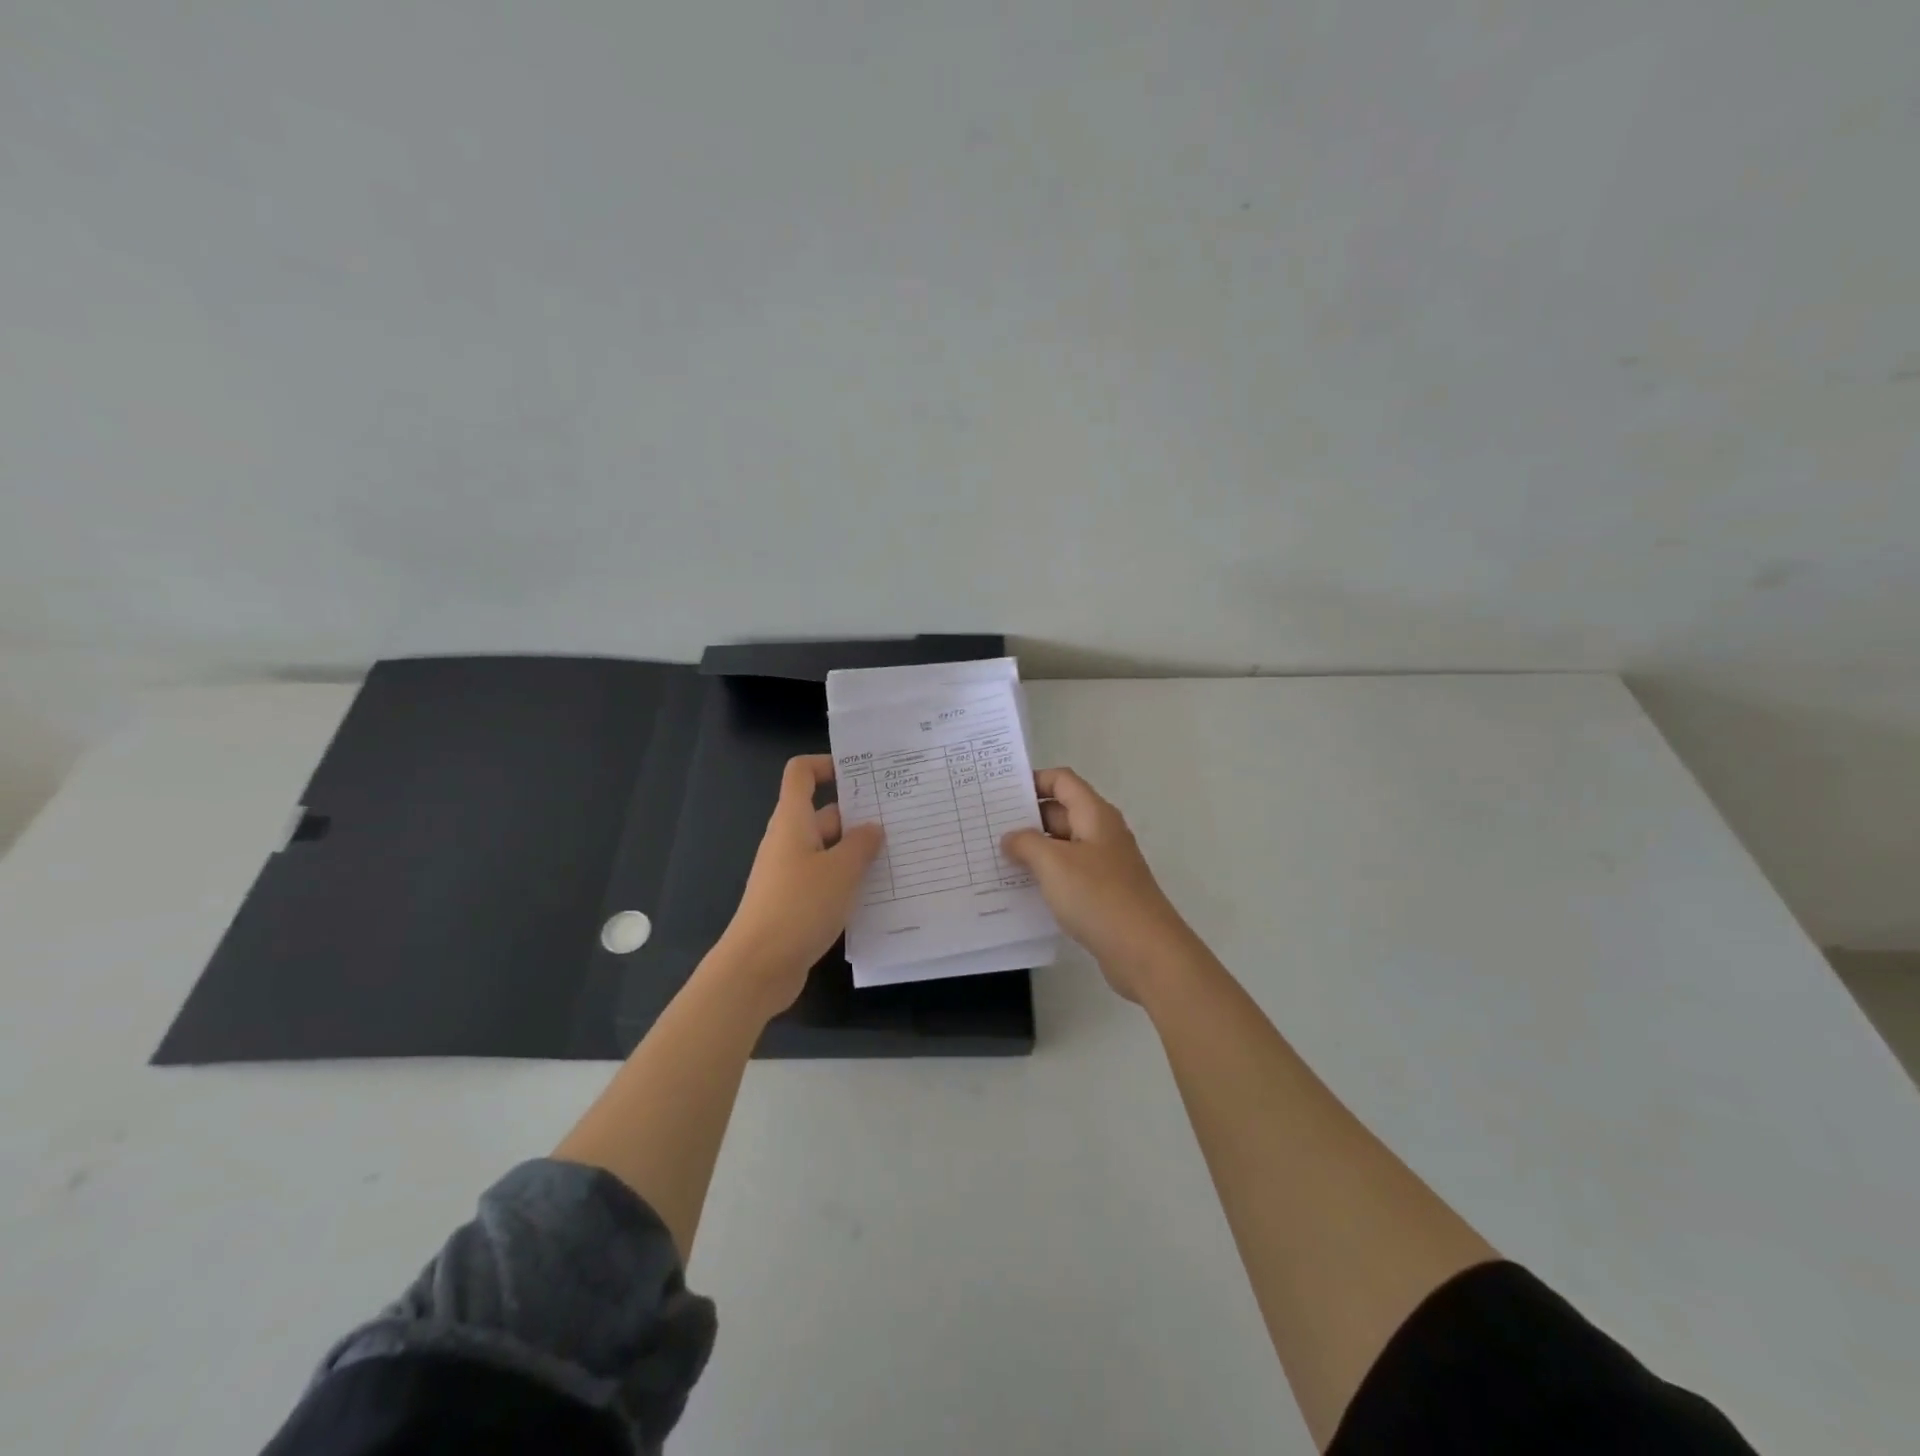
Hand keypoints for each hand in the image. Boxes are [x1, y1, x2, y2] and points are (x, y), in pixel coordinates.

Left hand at [712, 755, 885, 1014]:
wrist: (758, 967)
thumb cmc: (799, 906)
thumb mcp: (841, 871)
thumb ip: (861, 845)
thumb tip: (872, 827)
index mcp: (793, 821)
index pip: (801, 773)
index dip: (827, 764)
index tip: (863, 774)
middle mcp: (789, 841)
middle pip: (824, 813)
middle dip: (859, 814)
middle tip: (901, 819)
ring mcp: (791, 872)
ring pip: (829, 849)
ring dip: (858, 851)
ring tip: (899, 855)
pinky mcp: (796, 901)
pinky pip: (826, 878)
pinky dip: (848, 879)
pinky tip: (878, 892)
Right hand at [1002, 767, 1198, 1001]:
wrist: (1145, 950)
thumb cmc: (1098, 896)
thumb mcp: (1053, 863)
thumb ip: (1026, 843)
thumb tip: (1011, 838)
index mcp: (1094, 814)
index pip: (1062, 781)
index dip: (1033, 780)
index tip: (1000, 793)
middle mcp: (1101, 833)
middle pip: (1060, 811)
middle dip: (1026, 817)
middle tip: (988, 828)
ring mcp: (1104, 864)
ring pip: (1062, 845)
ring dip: (1033, 849)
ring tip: (995, 858)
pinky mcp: (1103, 892)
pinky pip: (1068, 873)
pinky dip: (1046, 875)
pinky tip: (1021, 889)